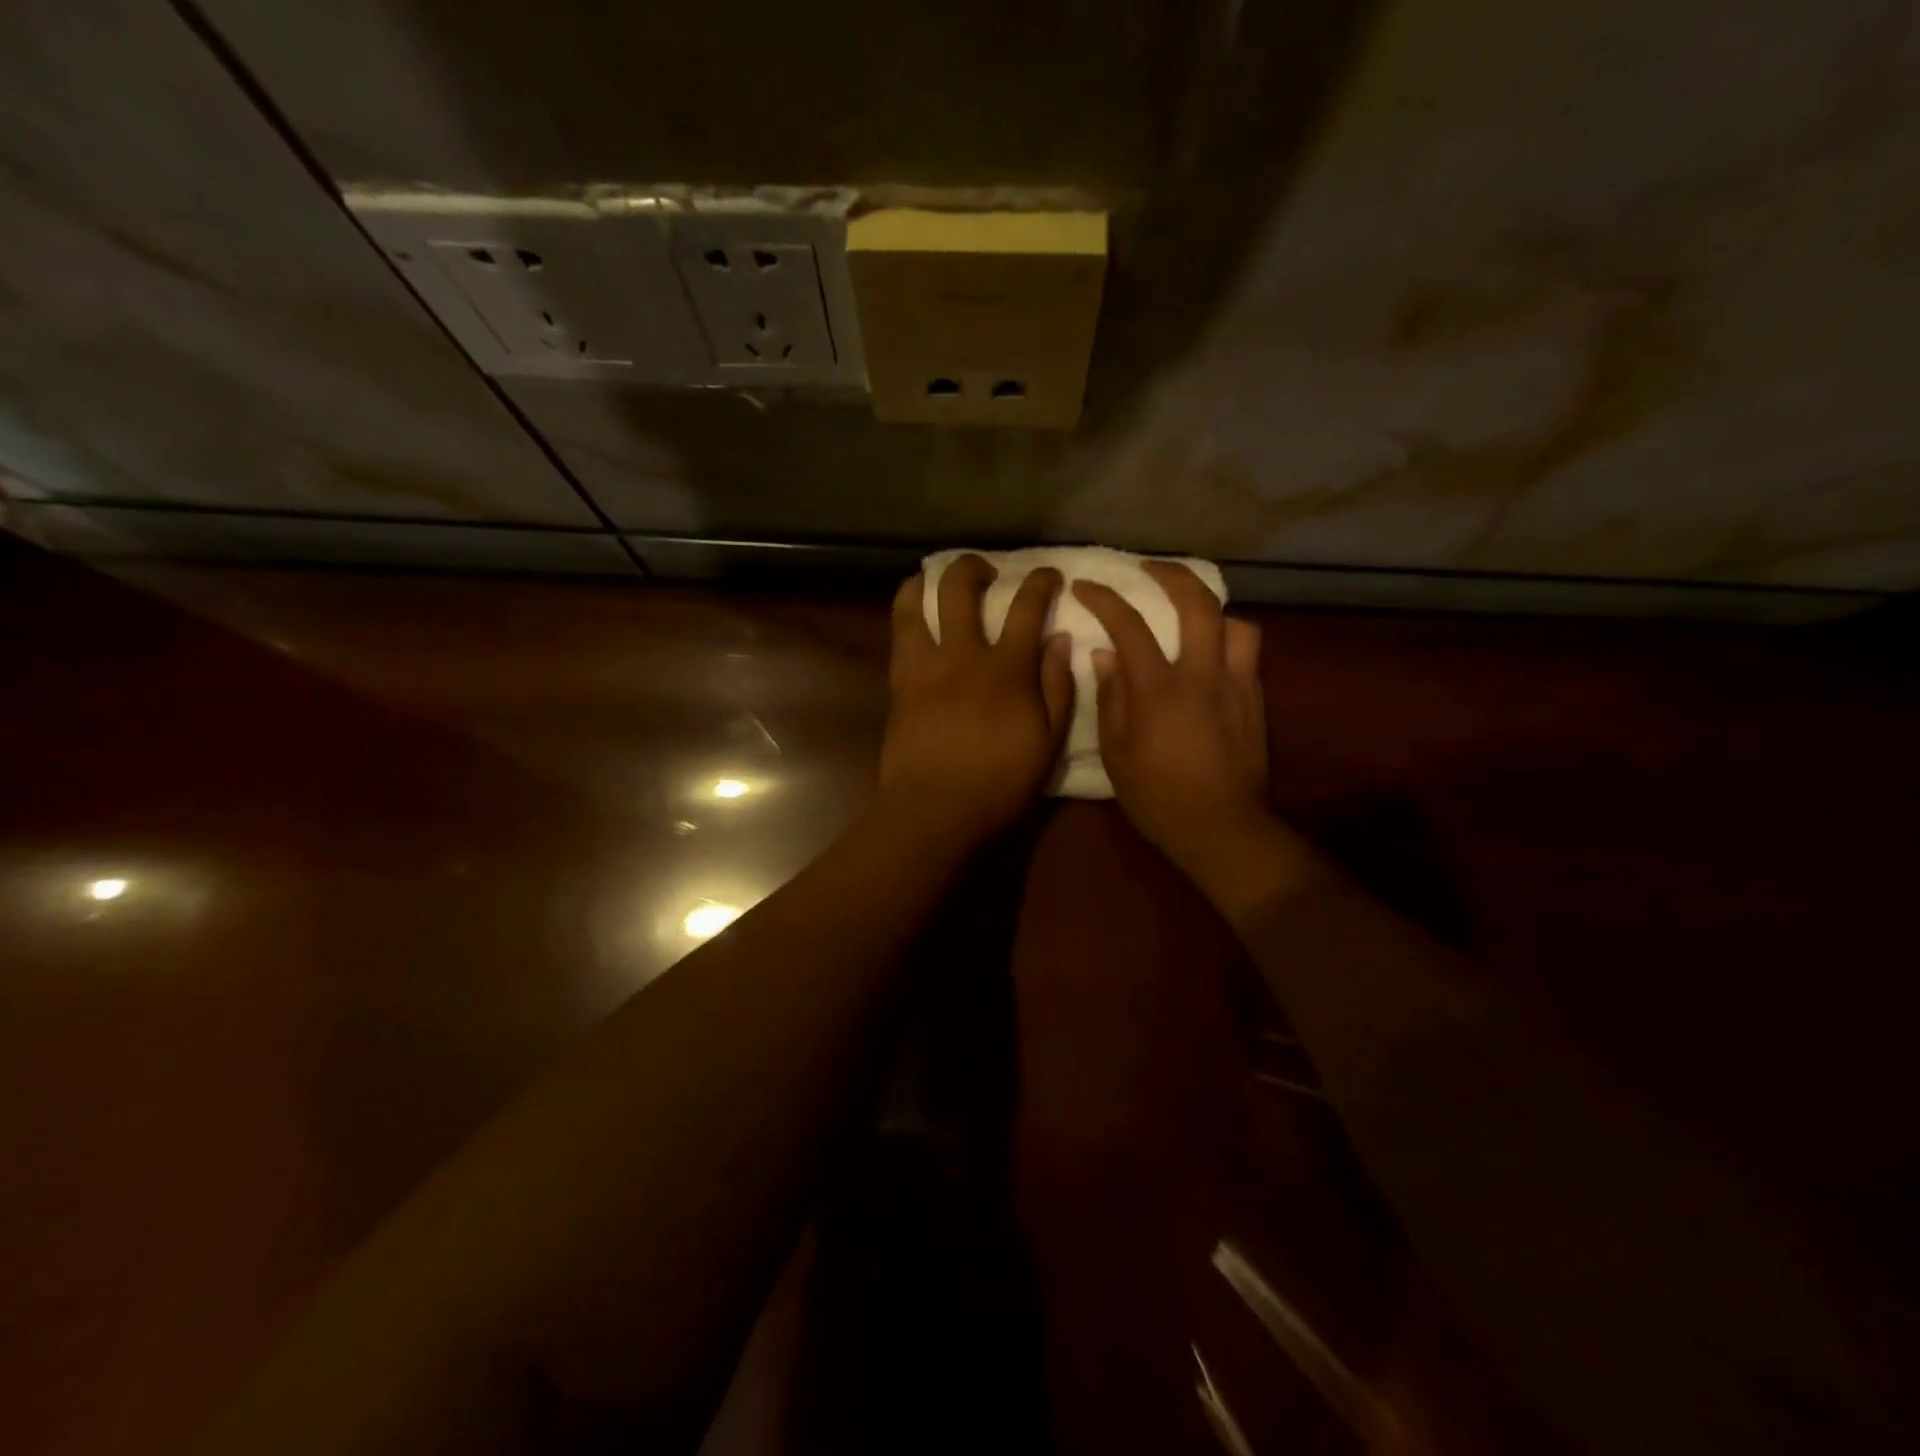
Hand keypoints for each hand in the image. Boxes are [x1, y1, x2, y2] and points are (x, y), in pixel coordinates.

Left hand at [879, 554, 1073, 841]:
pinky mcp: (899, 683)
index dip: (1040, 581)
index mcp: (1007, 668)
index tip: (1048, 574)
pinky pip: (898, 635)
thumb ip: (1057, 687)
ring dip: (926, 581)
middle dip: (973, 567)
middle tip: (985, 572)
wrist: (935, 809)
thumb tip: (1060, 639)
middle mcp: (963, 654)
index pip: (1027, 606)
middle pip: (960, 588)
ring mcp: (925, 666)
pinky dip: (905, 612)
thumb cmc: (1000, 783)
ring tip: (934, 580)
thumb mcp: (1048, 742)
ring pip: (915, 603)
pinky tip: (911, 613)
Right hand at [1072, 563, 1276, 885]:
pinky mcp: (1256, 702)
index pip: (1129, 625)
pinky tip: (1213, 657)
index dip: (1104, 598)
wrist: (1221, 828)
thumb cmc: (1157, 796)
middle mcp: (1203, 675)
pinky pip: (1248, 655)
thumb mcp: (1116, 753)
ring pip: (1237, 624)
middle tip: (1151, 569)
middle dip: (1173, 574)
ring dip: (1214, 611)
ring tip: (1195, 617)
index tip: (1085, 586)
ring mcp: (1236, 686)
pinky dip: (1228, 643)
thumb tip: (1104, 655)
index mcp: (1159, 688)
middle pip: (1198, 603)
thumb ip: (1110, 698)